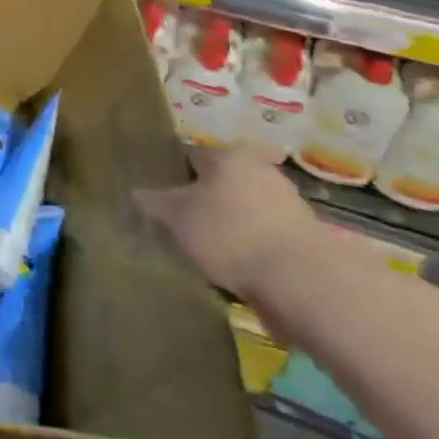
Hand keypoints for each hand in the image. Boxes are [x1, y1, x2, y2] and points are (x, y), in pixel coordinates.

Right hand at [134, 146, 323, 298]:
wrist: (305, 283)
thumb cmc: (230, 234)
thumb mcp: (173, 217)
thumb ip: (148, 203)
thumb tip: (132, 196)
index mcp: (228, 155)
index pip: (188, 157)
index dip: (169, 179)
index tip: (159, 205)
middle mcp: (261, 169)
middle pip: (218, 184)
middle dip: (201, 205)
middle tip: (181, 232)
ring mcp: (288, 203)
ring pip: (242, 212)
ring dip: (227, 229)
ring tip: (208, 258)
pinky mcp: (306, 238)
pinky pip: (263, 238)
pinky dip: (250, 251)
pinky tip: (238, 272)